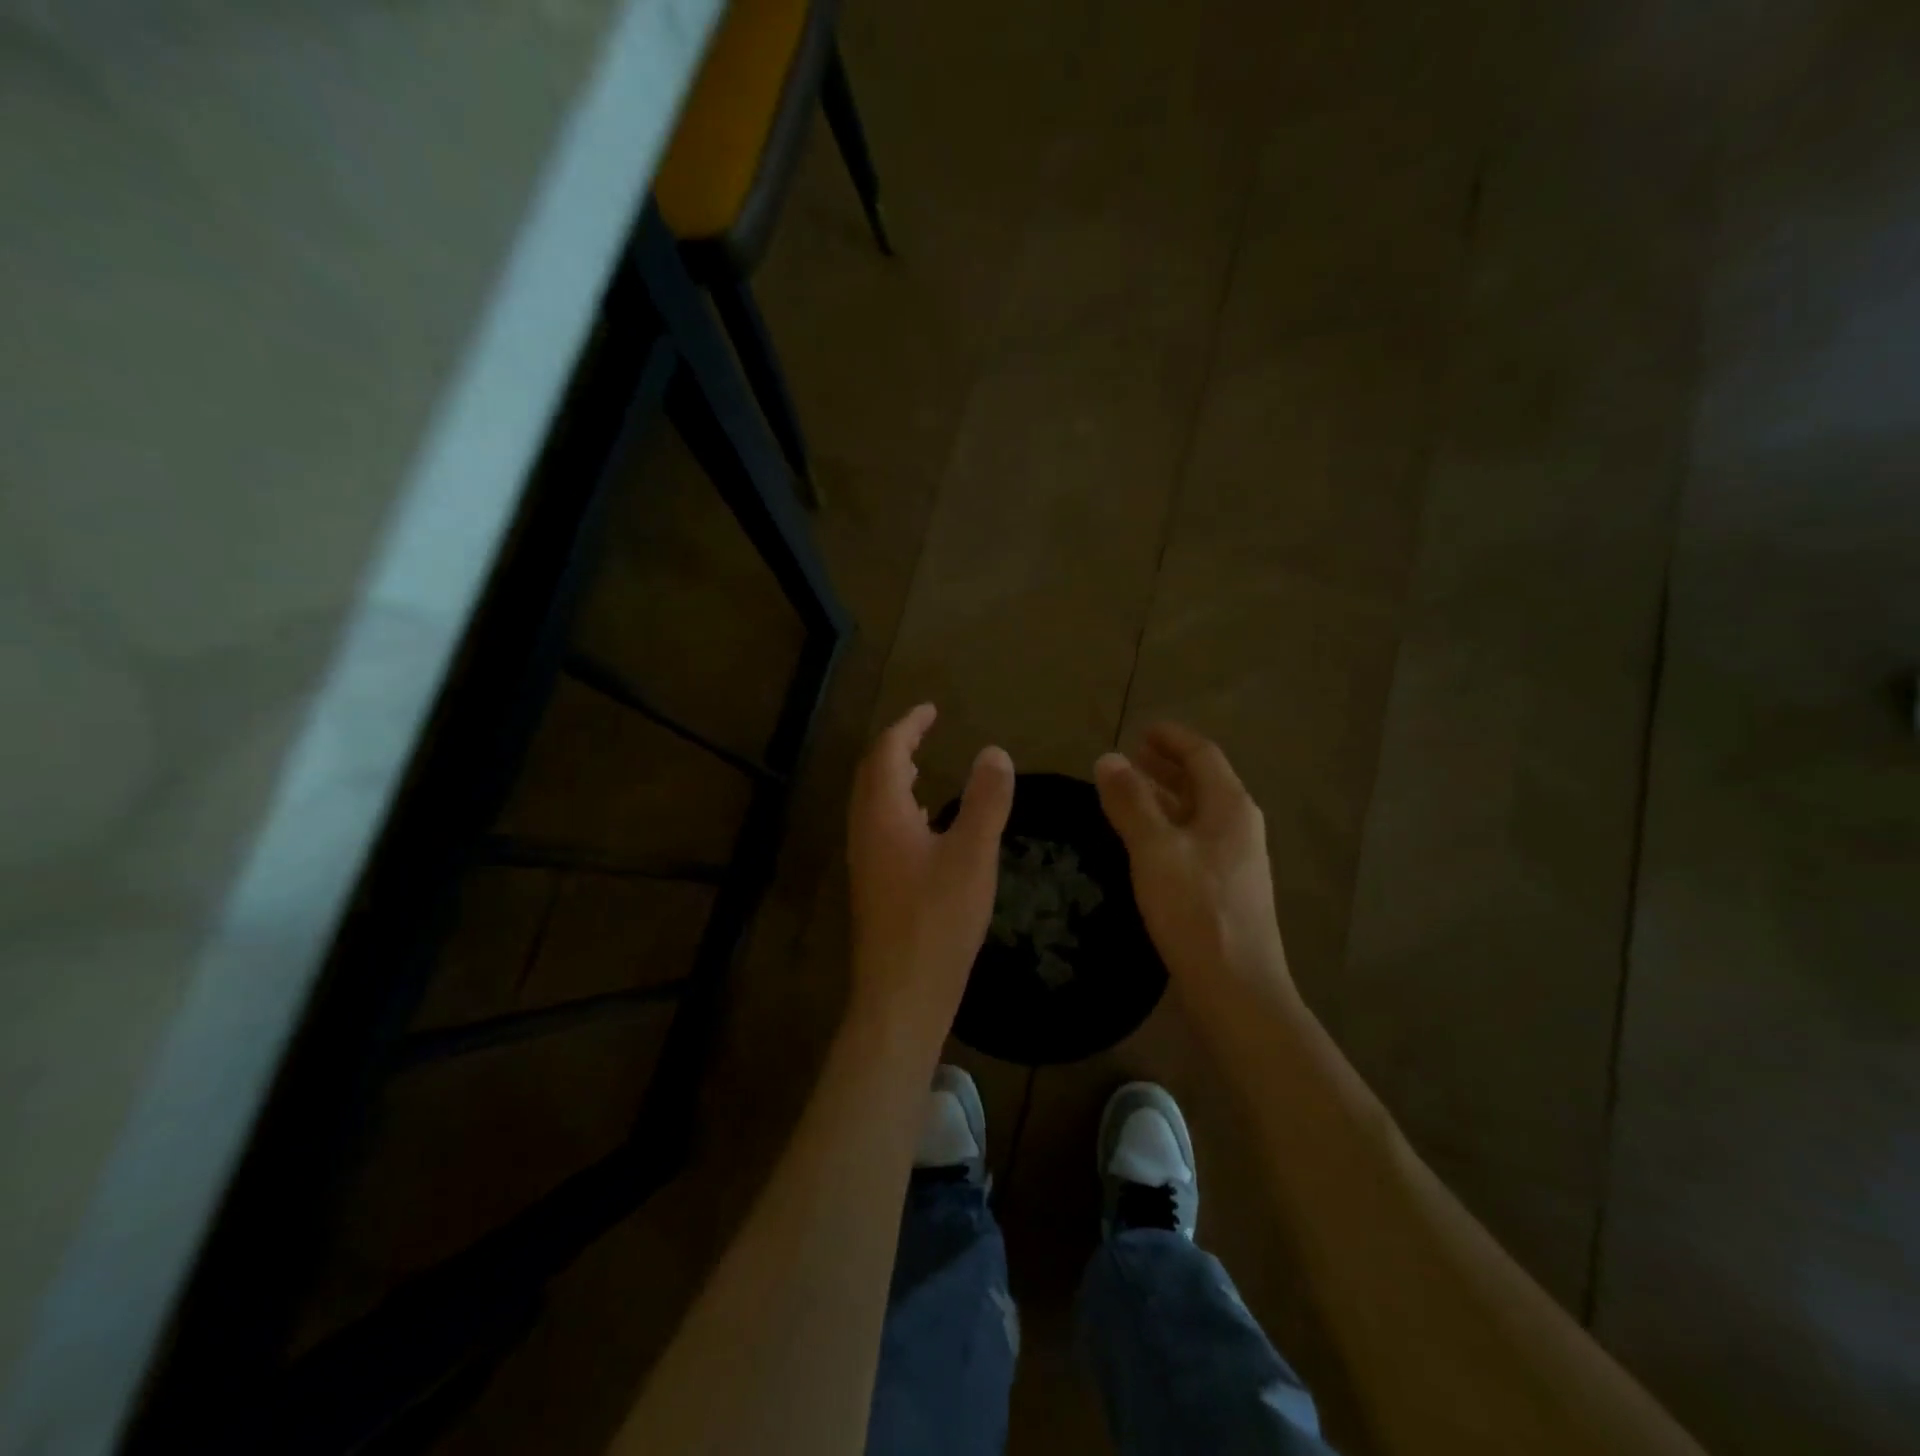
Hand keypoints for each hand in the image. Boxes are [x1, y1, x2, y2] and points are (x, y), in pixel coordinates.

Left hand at [847, 705, 1014, 1049]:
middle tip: (926, 729)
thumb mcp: (973, 855)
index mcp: (883, 814)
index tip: (932, 709)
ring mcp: (865, 859)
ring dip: (895, 775)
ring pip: (873, 801)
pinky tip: (923, 822)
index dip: (909, 725)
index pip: (888, 752)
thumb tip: (995, 752)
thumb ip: (986, 801)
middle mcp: (865, 830)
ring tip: (923, 764)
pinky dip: (899, 806)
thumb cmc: (938, 921)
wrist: (901, 993)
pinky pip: (879, 826)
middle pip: (873, 772)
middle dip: (898, 744)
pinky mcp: (873, 884)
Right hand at [1095, 724, 1296, 1018]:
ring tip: (1127, 792)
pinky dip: (1168, 827)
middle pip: (1203, 782)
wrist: (1236, 988)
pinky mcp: (1225, 889)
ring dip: (1164, 797)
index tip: (1140, 730)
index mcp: (1230, 807)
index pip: (1202, 754)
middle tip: (1128, 758)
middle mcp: (1239, 826)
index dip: (1171, 738)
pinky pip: (1194, 840)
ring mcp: (1236, 860)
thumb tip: (1108, 758)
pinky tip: (1144, 841)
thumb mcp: (1155, 849)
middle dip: (1166, 766)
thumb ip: (1130, 801)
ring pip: (1197, 813)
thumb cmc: (1195, 910)